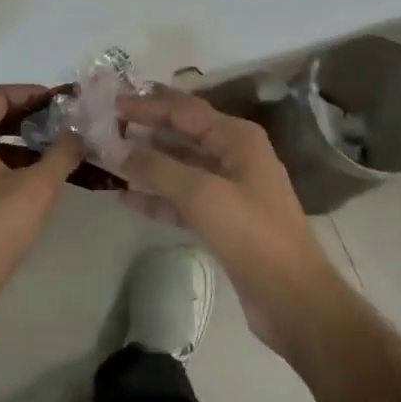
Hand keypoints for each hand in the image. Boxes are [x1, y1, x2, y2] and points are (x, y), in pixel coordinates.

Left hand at [0, 85, 84, 324]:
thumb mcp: (37, 188)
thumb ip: (62, 153)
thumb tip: (77, 132)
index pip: (0, 96)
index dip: (34, 93)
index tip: (65, 101)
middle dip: (32, 117)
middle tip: (67, 123)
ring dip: (26, 143)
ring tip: (61, 151)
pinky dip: (14, 165)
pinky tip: (40, 180)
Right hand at [118, 87, 349, 358]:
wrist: (292, 298)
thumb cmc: (252, 234)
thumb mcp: (202, 193)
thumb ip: (158, 167)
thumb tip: (120, 149)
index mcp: (237, 138)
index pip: (185, 110)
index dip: (148, 105)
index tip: (113, 102)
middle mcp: (234, 155)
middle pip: (183, 133)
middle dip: (147, 129)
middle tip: (108, 125)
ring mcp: (229, 189)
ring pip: (180, 166)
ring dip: (148, 162)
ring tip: (111, 158)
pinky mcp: (222, 220)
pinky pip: (182, 198)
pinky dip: (158, 196)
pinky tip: (127, 197)